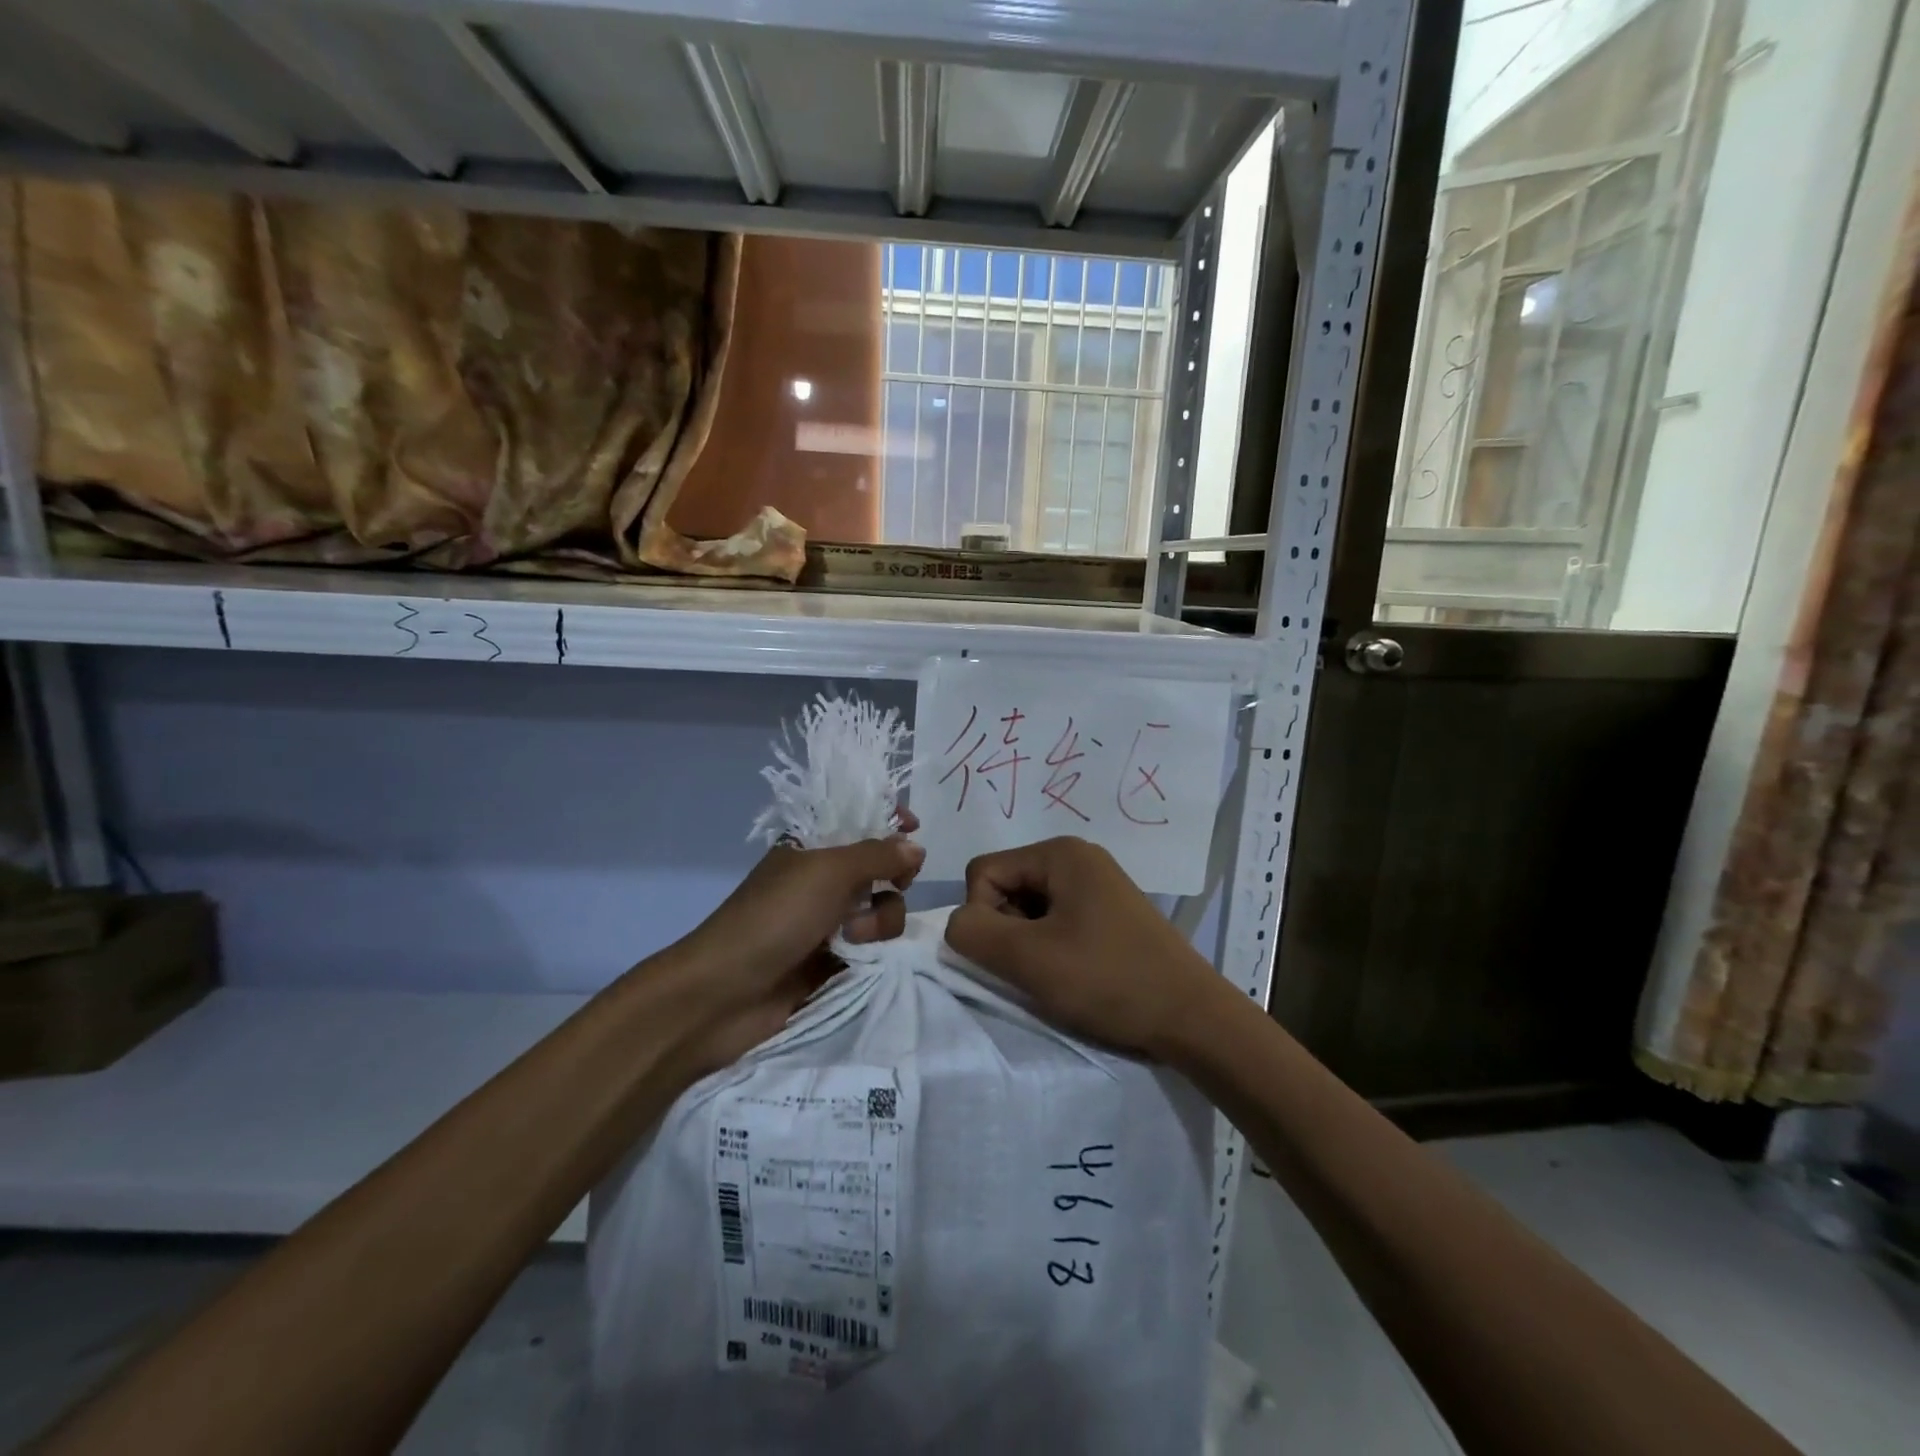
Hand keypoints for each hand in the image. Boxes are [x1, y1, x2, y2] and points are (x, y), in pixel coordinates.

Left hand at [670, 819, 924, 1072]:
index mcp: (812, 846)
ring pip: (881, 906)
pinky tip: (855, 956)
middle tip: (895, 884)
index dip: (888, 818)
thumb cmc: (775, 916)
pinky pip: (872, 943)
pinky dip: (871, 947)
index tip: (915, 827)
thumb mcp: (828, 872)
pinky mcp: (833, 957)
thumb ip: (878, 854)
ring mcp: (828, 919)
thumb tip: (916, 847)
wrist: (726, 992)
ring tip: (854, 936)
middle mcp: (822, 878)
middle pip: (880, 864)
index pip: (858, 818)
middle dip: (894, 874)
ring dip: (879, 919)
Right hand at [943, 836, 1219, 1058]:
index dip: (983, 916)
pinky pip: (1057, 919)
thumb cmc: (1108, 980)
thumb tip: (959, 923)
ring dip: (1029, 942)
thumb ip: (973, 932)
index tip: (1017, 954)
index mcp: (1059, 852)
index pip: (983, 872)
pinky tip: (1077, 975)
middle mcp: (1078, 857)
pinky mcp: (1109, 912)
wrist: (1192, 1018)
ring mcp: (1097, 884)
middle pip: (1007, 886)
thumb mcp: (1028, 958)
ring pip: (1029, 907)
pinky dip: (1052, 947)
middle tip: (1041, 967)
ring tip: (1060, 974)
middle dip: (1008, 930)